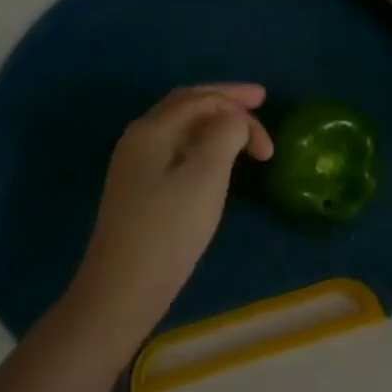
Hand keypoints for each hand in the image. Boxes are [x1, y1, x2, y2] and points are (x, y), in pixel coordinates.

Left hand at [73, 85, 272, 331]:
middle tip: (259, 100)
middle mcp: (139, 139)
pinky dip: (204, 143)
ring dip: (215, 121)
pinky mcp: (140, 190)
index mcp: (152, 129)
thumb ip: (226, 133)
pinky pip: (177, 149)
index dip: (240, 107)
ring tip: (244, 128)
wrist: (121, 291)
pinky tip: (216, 157)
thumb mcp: (206, 175)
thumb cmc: (168, 229)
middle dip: (225, 100)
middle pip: (187, 104)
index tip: (270, 142)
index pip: (202, 99)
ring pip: (182, 127)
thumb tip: (233, 121)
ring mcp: (136, 165)